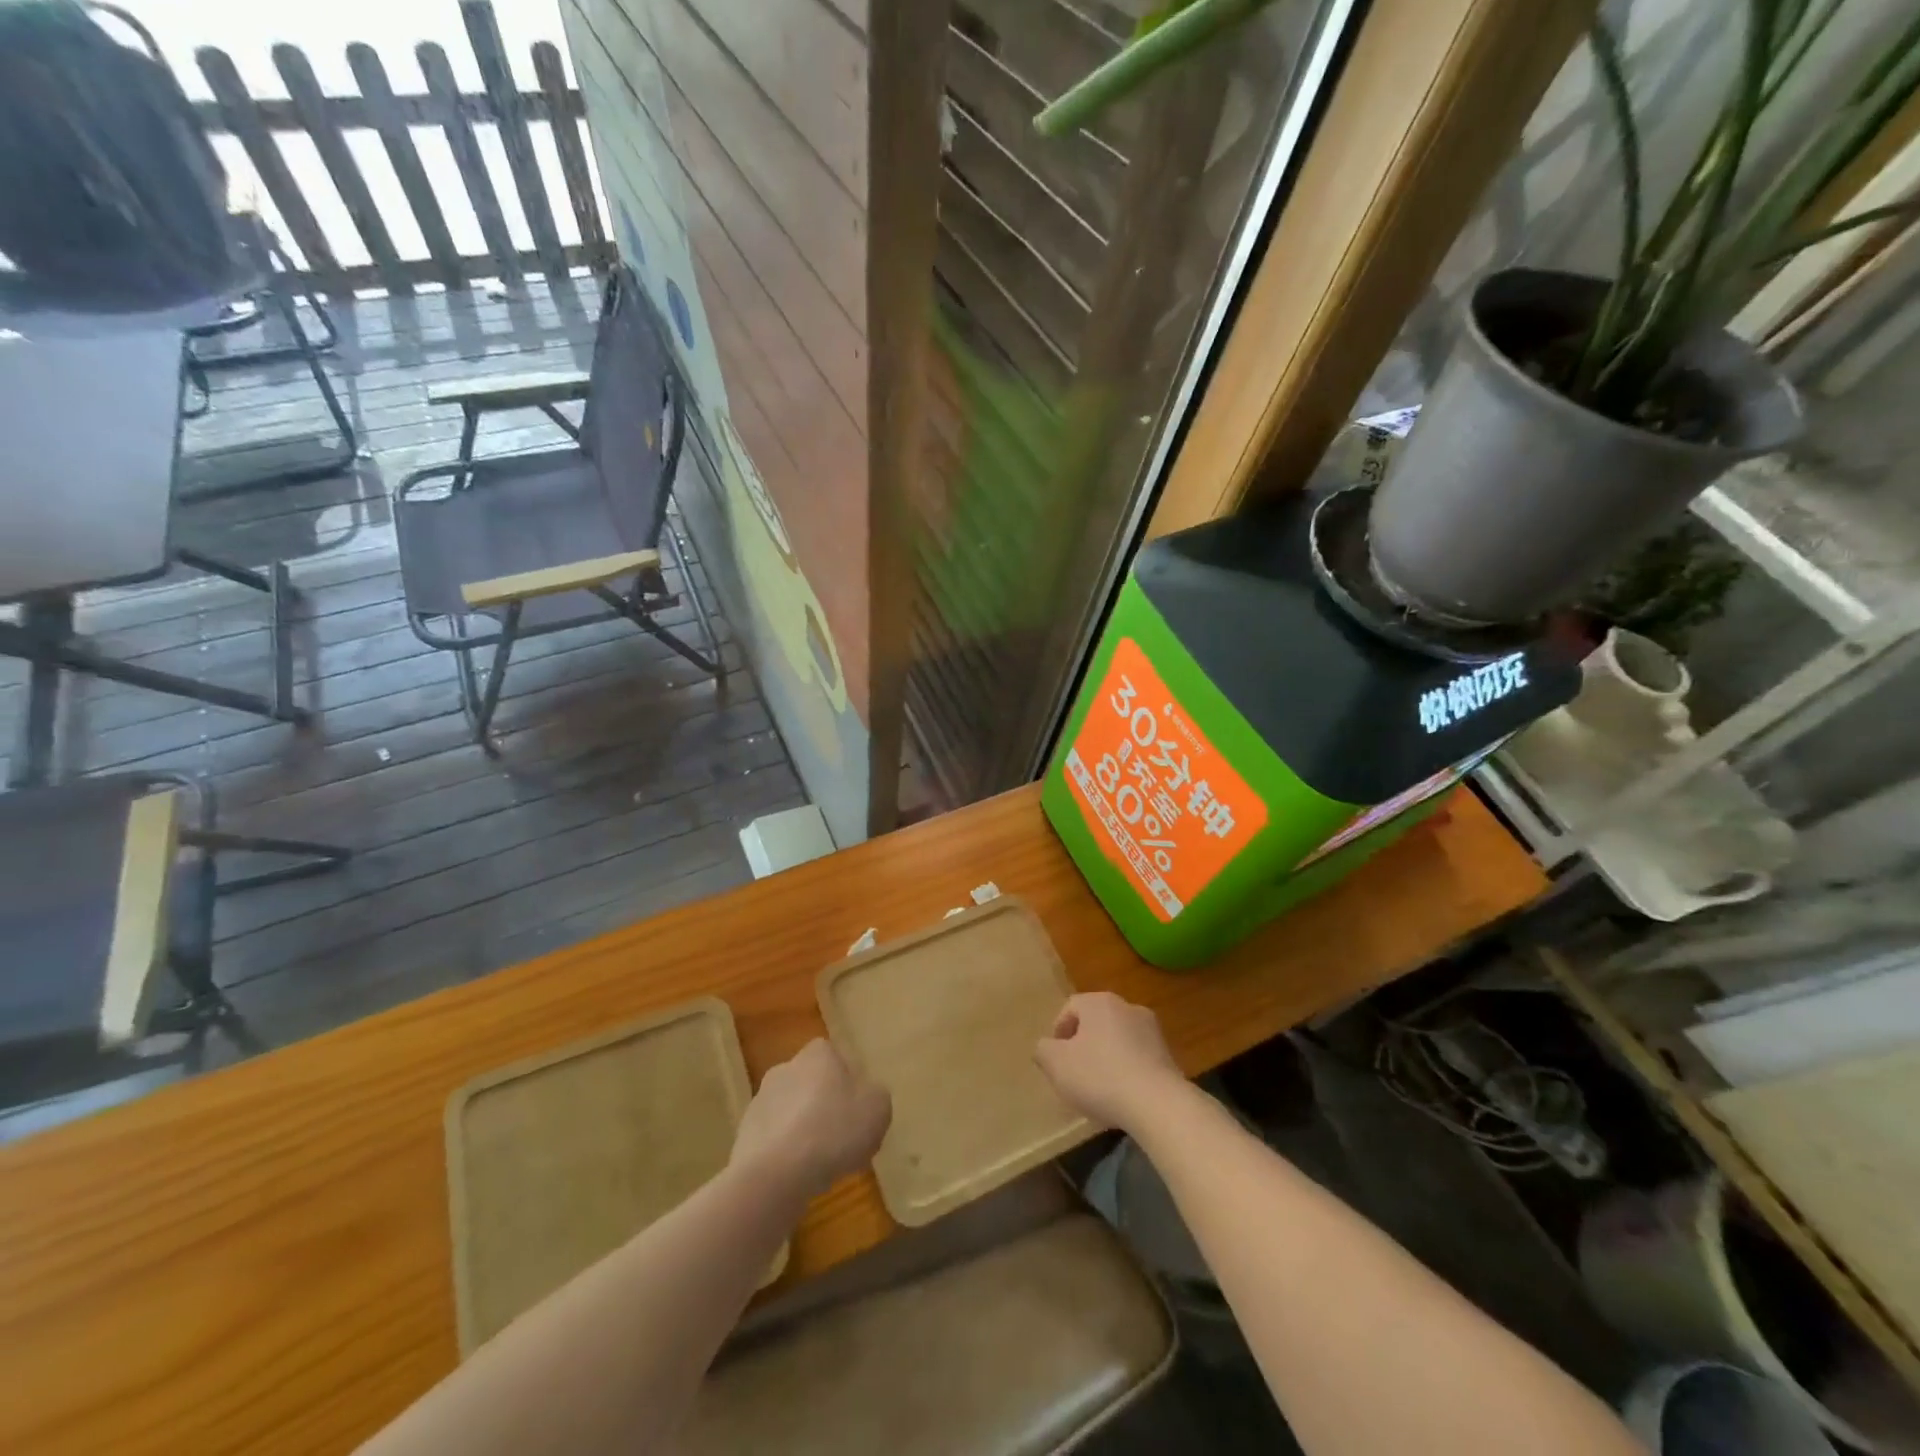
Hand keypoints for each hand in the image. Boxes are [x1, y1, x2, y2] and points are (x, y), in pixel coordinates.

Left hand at [732, 1039, 891, 1200]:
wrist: (776, 1173)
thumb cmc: (834, 1130)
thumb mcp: (878, 1109)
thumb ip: (875, 1096)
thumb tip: (866, 1096)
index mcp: (818, 1054)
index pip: (834, 1056)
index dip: (847, 1081)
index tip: (857, 1109)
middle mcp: (785, 1068)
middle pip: (810, 1084)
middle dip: (823, 1105)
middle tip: (841, 1137)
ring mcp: (760, 1101)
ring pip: (790, 1112)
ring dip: (802, 1130)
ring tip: (819, 1164)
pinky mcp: (744, 1135)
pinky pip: (773, 1140)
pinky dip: (784, 1153)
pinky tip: (796, 1176)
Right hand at [1034, 992, 1185, 1132]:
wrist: (1158, 1104)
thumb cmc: (1100, 1076)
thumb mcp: (1056, 1064)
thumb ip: (1043, 1050)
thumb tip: (1046, 1047)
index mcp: (1099, 1002)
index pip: (1070, 1007)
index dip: (1058, 1032)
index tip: (1055, 1059)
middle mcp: (1127, 1007)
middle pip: (1095, 1022)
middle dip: (1082, 1045)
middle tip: (1074, 1073)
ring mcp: (1152, 1030)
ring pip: (1117, 1040)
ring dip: (1105, 1058)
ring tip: (1099, 1089)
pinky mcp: (1168, 1055)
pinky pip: (1137, 1058)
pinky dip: (1126, 1071)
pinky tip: (1122, 1096)